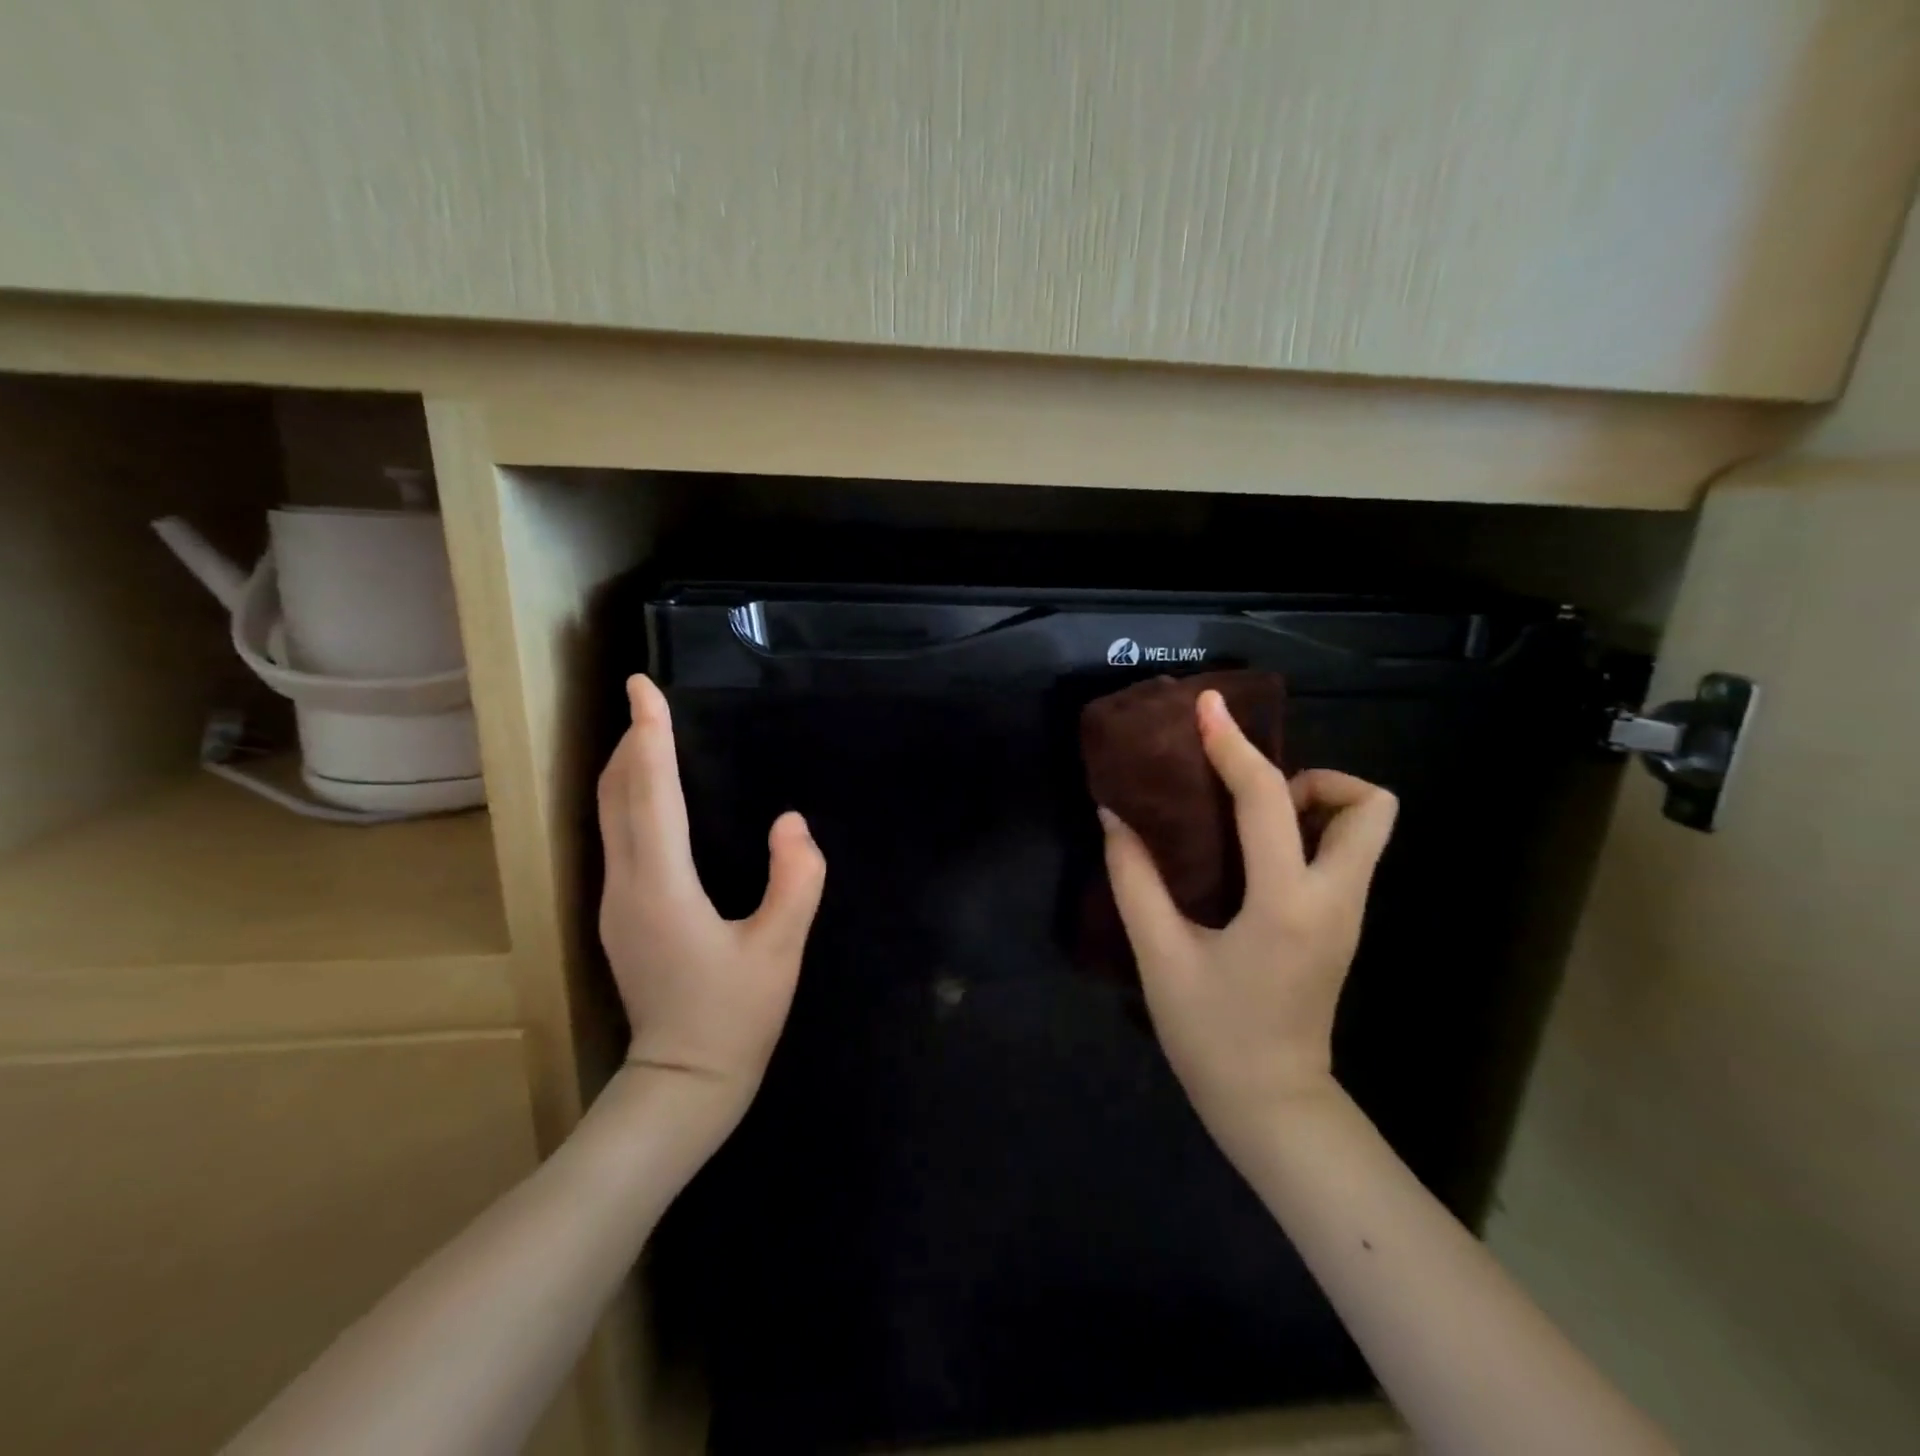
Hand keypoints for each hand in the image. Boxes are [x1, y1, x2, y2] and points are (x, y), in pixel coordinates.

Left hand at [596, 675, 825, 1126]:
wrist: (681, 1084)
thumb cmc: (734, 1017)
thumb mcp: (780, 949)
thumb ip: (796, 880)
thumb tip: (792, 822)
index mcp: (662, 886)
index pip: (650, 792)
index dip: (648, 735)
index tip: (642, 687)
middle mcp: (626, 884)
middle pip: (616, 795)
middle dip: (629, 741)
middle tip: (647, 700)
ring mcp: (615, 901)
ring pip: (608, 815)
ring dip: (626, 768)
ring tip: (649, 734)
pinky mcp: (620, 915)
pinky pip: (616, 836)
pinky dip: (628, 798)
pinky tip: (651, 795)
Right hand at [1099, 688, 1396, 1160]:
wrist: (1272, 1106)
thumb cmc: (1212, 1035)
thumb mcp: (1160, 956)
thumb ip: (1134, 880)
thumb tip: (1115, 817)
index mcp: (1286, 904)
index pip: (1269, 801)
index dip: (1233, 746)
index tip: (1206, 710)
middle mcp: (1334, 899)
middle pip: (1370, 805)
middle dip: (1314, 778)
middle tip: (1248, 794)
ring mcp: (1347, 914)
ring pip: (1365, 828)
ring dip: (1312, 803)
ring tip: (1246, 821)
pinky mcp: (1341, 925)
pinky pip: (1342, 853)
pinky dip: (1305, 831)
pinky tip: (1250, 854)